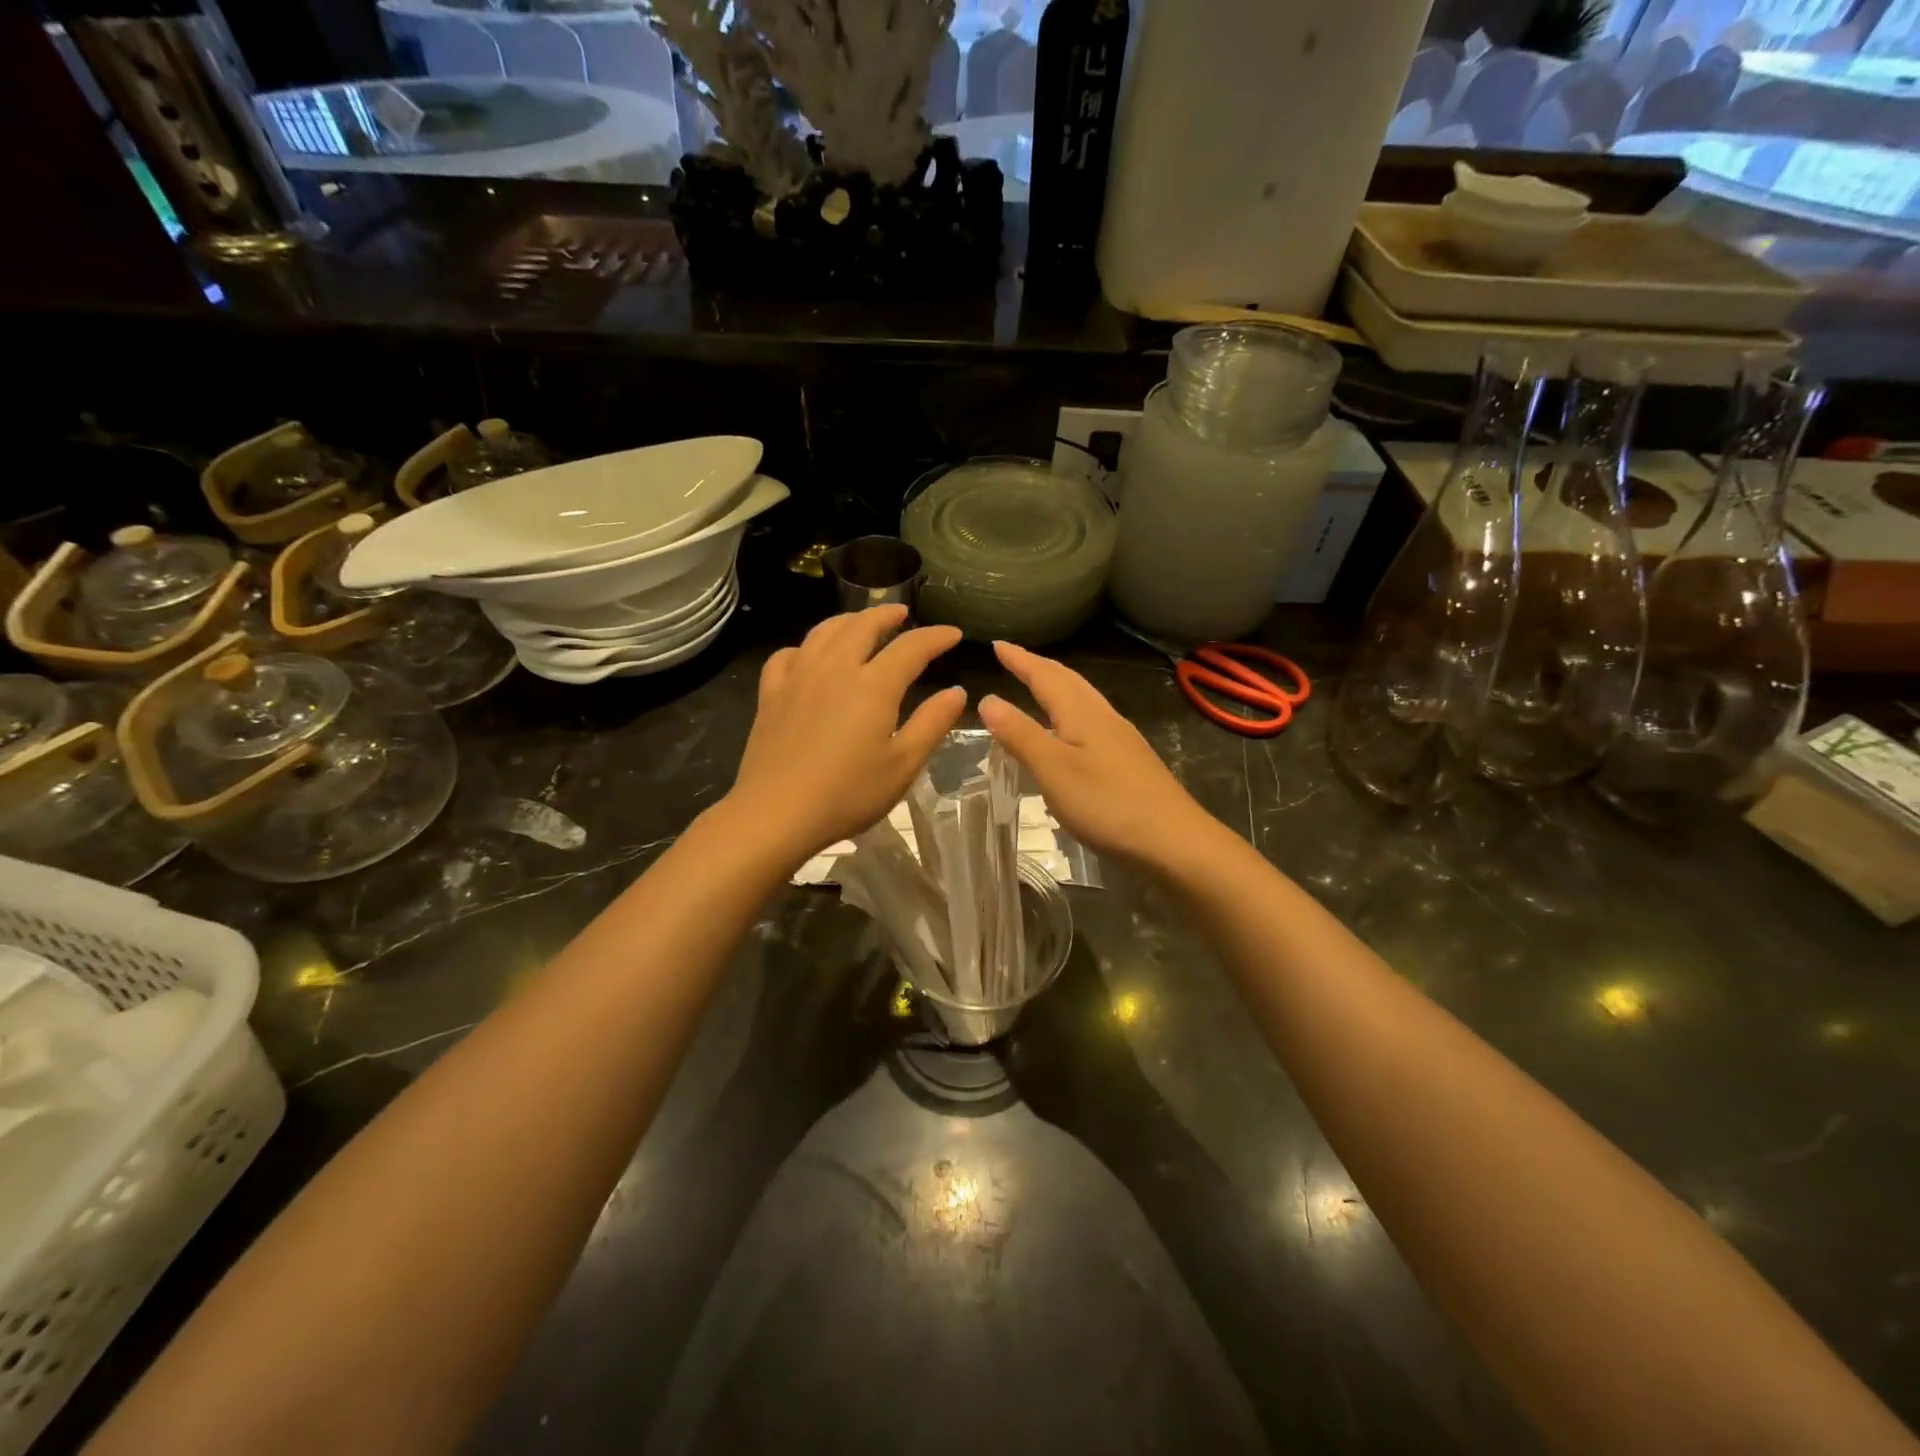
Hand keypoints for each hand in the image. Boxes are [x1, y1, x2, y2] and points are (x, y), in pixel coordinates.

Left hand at [728, 606, 965, 861]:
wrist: (776, 813)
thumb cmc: (848, 794)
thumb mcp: (903, 765)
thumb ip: (932, 723)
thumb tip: (956, 692)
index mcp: (874, 685)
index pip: (911, 647)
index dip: (936, 637)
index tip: (953, 634)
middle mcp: (835, 668)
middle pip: (863, 625)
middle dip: (887, 614)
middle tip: (904, 614)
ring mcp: (798, 678)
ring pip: (824, 631)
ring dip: (848, 620)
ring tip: (861, 623)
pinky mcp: (771, 694)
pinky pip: (788, 655)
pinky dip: (806, 647)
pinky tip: (809, 657)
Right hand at [977, 641, 1214, 866]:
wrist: (1173, 840)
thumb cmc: (1107, 803)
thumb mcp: (1053, 770)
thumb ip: (1021, 735)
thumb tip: (988, 699)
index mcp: (1081, 714)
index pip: (1044, 676)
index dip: (1019, 660)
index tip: (996, 645)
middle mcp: (1103, 717)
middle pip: (1068, 681)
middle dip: (1039, 667)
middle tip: (1014, 658)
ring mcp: (1121, 738)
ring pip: (1083, 699)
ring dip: (1058, 686)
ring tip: (1038, 686)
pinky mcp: (1129, 760)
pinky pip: (1092, 719)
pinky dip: (1071, 711)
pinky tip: (1070, 731)